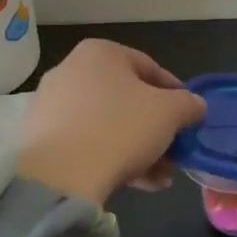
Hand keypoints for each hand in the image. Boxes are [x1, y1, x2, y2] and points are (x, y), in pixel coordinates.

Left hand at [19, 40, 206, 204]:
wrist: (59, 177)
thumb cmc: (119, 129)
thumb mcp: (169, 113)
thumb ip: (188, 104)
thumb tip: (195, 105)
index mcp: (100, 53)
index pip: (150, 68)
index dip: (176, 94)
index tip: (189, 117)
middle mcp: (71, 71)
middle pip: (128, 99)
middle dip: (156, 128)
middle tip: (175, 151)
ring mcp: (52, 105)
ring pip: (109, 124)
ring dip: (139, 148)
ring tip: (160, 177)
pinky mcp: (41, 138)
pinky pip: (87, 142)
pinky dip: (112, 157)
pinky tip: (137, 183)